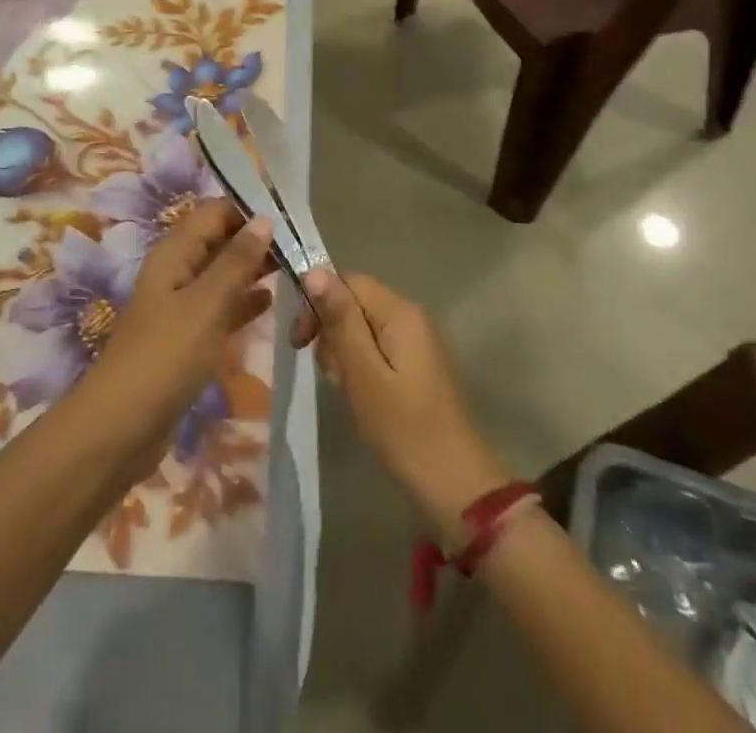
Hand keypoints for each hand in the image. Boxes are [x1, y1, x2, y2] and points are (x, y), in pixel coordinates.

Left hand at [82, 199, 275, 478]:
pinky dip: (243, 301)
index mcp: (174, 253)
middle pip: (219, 241)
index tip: (291, 216)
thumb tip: (265, 219)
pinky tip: (271, 302)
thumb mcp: (206, 304)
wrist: (122, 427)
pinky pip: (220, 307)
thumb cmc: (165, 357)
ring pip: (222, 274)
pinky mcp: (187, 337)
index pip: (214, 213)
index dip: (249, 210)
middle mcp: (177, 271)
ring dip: (253, 269)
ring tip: (295, 268)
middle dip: (256, 239)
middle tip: (301, 246)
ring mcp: (181, 306)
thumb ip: (236, 261)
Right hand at [292, 270, 509, 534]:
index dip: (317, 303)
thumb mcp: (363, 373)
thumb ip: (340, 320)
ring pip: (362, 327)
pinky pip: (377, 348)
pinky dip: (361, 366)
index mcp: (399, 312)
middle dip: (332, 332)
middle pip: (354, 302)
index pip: (347, 281)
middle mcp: (410, 316)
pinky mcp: (416, 364)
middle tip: (330, 375)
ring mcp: (416, 340)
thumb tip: (315, 271)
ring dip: (344, 352)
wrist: (455, 484)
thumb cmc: (403, 428)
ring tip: (346, 390)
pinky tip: (361, 395)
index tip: (300, 342)